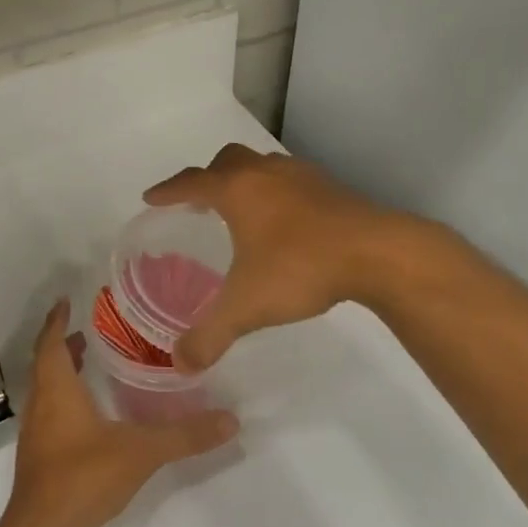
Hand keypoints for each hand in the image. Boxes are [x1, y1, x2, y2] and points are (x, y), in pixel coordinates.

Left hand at [3, 300, 237, 526]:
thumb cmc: (84, 477)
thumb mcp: (142, 451)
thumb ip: (185, 434)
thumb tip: (230, 419)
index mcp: (57, 391)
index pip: (51, 343)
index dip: (57, 320)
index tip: (67, 301)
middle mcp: (41, 406)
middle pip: (45, 364)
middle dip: (63, 344)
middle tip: (87, 331)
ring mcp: (36, 434)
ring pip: (45, 390)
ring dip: (62, 372)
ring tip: (88, 363)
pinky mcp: (39, 457)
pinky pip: (49, 413)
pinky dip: (64, 398)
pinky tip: (87, 414)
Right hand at [144, 144, 416, 370]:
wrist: (376, 253)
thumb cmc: (300, 268)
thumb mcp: (247, 307)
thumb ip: (210, 336)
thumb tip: (181, 364)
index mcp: (237, 190)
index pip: (191, 182)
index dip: (167, 190)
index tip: (151, 197)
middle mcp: (266, 173)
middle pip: (227, 161)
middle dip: (208, 178)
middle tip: (198, 202)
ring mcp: (302, 176)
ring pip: (262, 166)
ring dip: (245, 181)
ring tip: (241, 211)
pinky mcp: (331, 187)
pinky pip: (291, 181)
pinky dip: (276, 193)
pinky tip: (284, 223)